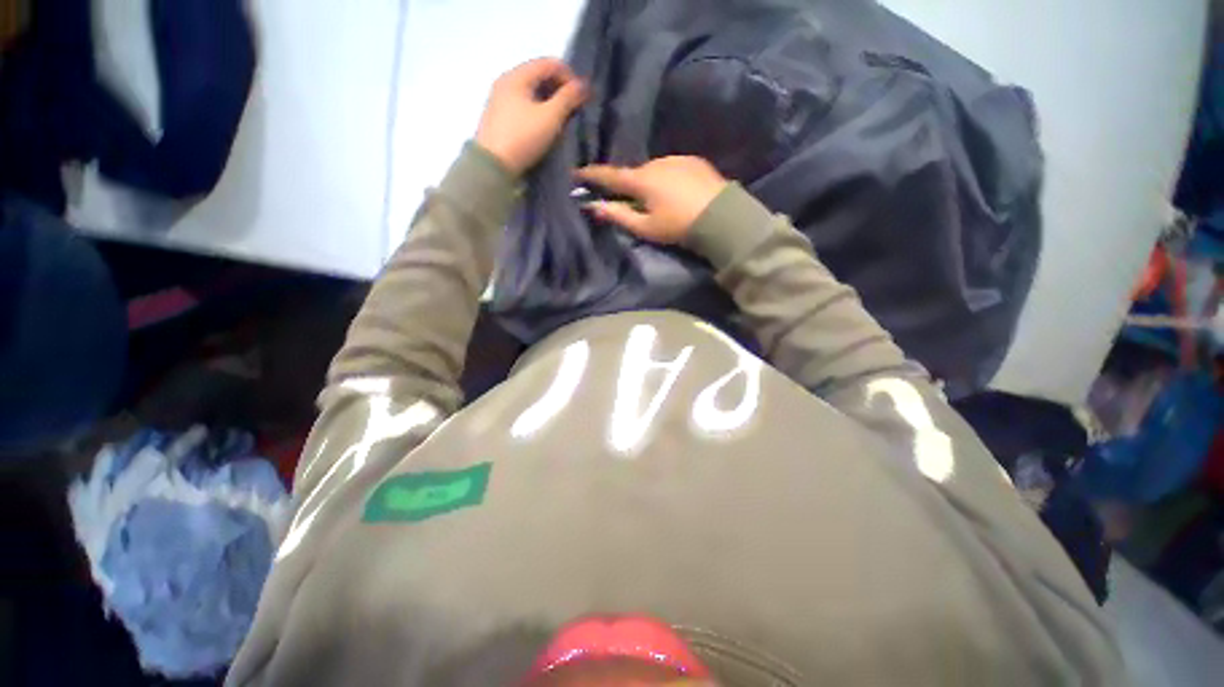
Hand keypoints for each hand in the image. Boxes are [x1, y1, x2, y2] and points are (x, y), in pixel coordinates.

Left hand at [475, 58, 586, 174]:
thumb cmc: (523, 138)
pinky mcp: (499, 117)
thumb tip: (583, 85)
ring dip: (550, 101)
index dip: (570, 76)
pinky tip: (545, 126)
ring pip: (531, 91)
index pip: (549, 63)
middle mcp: (506, 81)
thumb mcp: (550, 118)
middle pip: (539, 75)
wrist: (493, 166)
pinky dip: (538, 110)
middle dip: (560, 89)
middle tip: (575, 108)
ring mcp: (500, 100)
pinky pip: (523, 105)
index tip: (582, 97)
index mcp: (517, 76)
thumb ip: (568, 98)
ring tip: (563, 119)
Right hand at [576, 157, 728, 243]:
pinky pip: (672, 168)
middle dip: (628, 185)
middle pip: (634, 174)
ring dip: (650, 182)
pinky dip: (667, 178)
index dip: (592, 175)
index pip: (610, 175)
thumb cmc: (678, 225)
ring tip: (658, 201)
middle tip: (629, 201)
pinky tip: (676, 192)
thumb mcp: (645, 228)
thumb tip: (593, 206)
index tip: (578, 172)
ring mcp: (676, 159)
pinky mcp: (693, 161)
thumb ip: (619, 216)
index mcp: (641, 179)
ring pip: (654, 170)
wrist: (721, 217)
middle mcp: (656, 162)